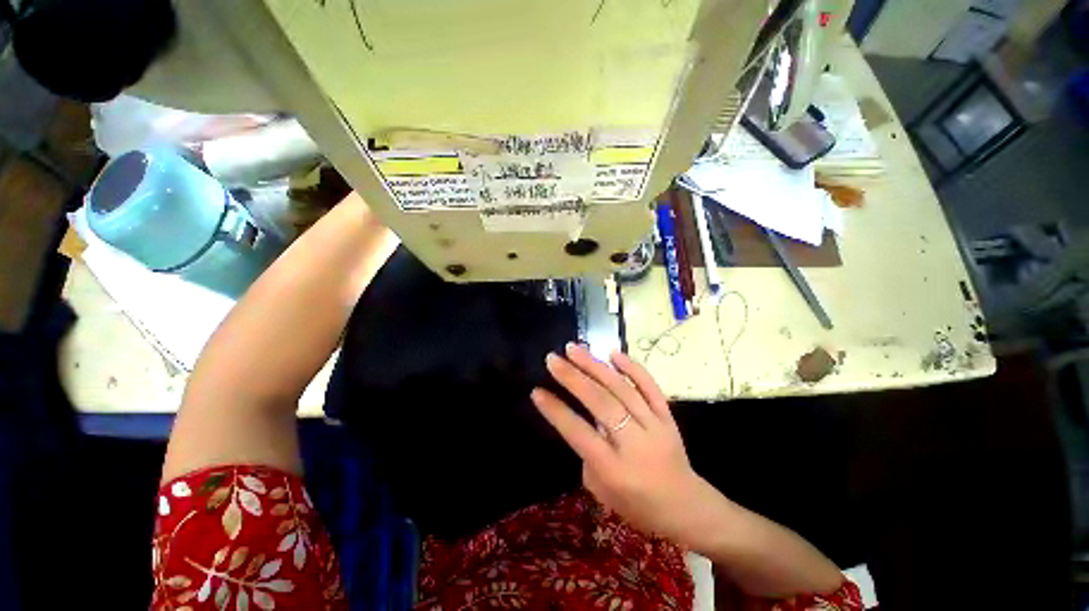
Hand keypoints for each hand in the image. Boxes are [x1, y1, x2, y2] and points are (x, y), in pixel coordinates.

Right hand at [532, 343, 719, 545]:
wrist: (686, 506)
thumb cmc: (638, 505)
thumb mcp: (601, 491)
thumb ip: (587, 454)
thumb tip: (582, 418)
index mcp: (614, 469)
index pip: (579, 432)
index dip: (556, 410)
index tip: (537, 391)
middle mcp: (634, 442)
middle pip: (600, 403)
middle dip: (573, 378)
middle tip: (553, 359)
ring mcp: (654, 425)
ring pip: (621, 389)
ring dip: (595, 366)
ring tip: (574, 349)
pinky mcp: (667, 416)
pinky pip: (649, 386)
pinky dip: (632, 367)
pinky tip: (613, 353)